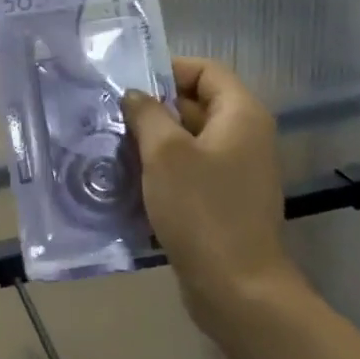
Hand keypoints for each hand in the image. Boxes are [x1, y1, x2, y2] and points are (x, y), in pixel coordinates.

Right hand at [122, 58, 301, 346]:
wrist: (237, 288)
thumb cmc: (201, 210)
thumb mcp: (165, 154)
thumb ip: (148, 114)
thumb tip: (135, 96)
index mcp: (241, 115)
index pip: (206, 70)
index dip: (169, 70)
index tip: (130, 84)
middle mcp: (246, 137)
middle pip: (197, 103)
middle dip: (155, 107)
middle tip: (113, 115)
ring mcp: (237, 171)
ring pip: (190, 140)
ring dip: (155, 140)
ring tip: (115, 145)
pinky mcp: (225, 201)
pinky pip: (192, 170)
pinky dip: (165, 169)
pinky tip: (132, 180)